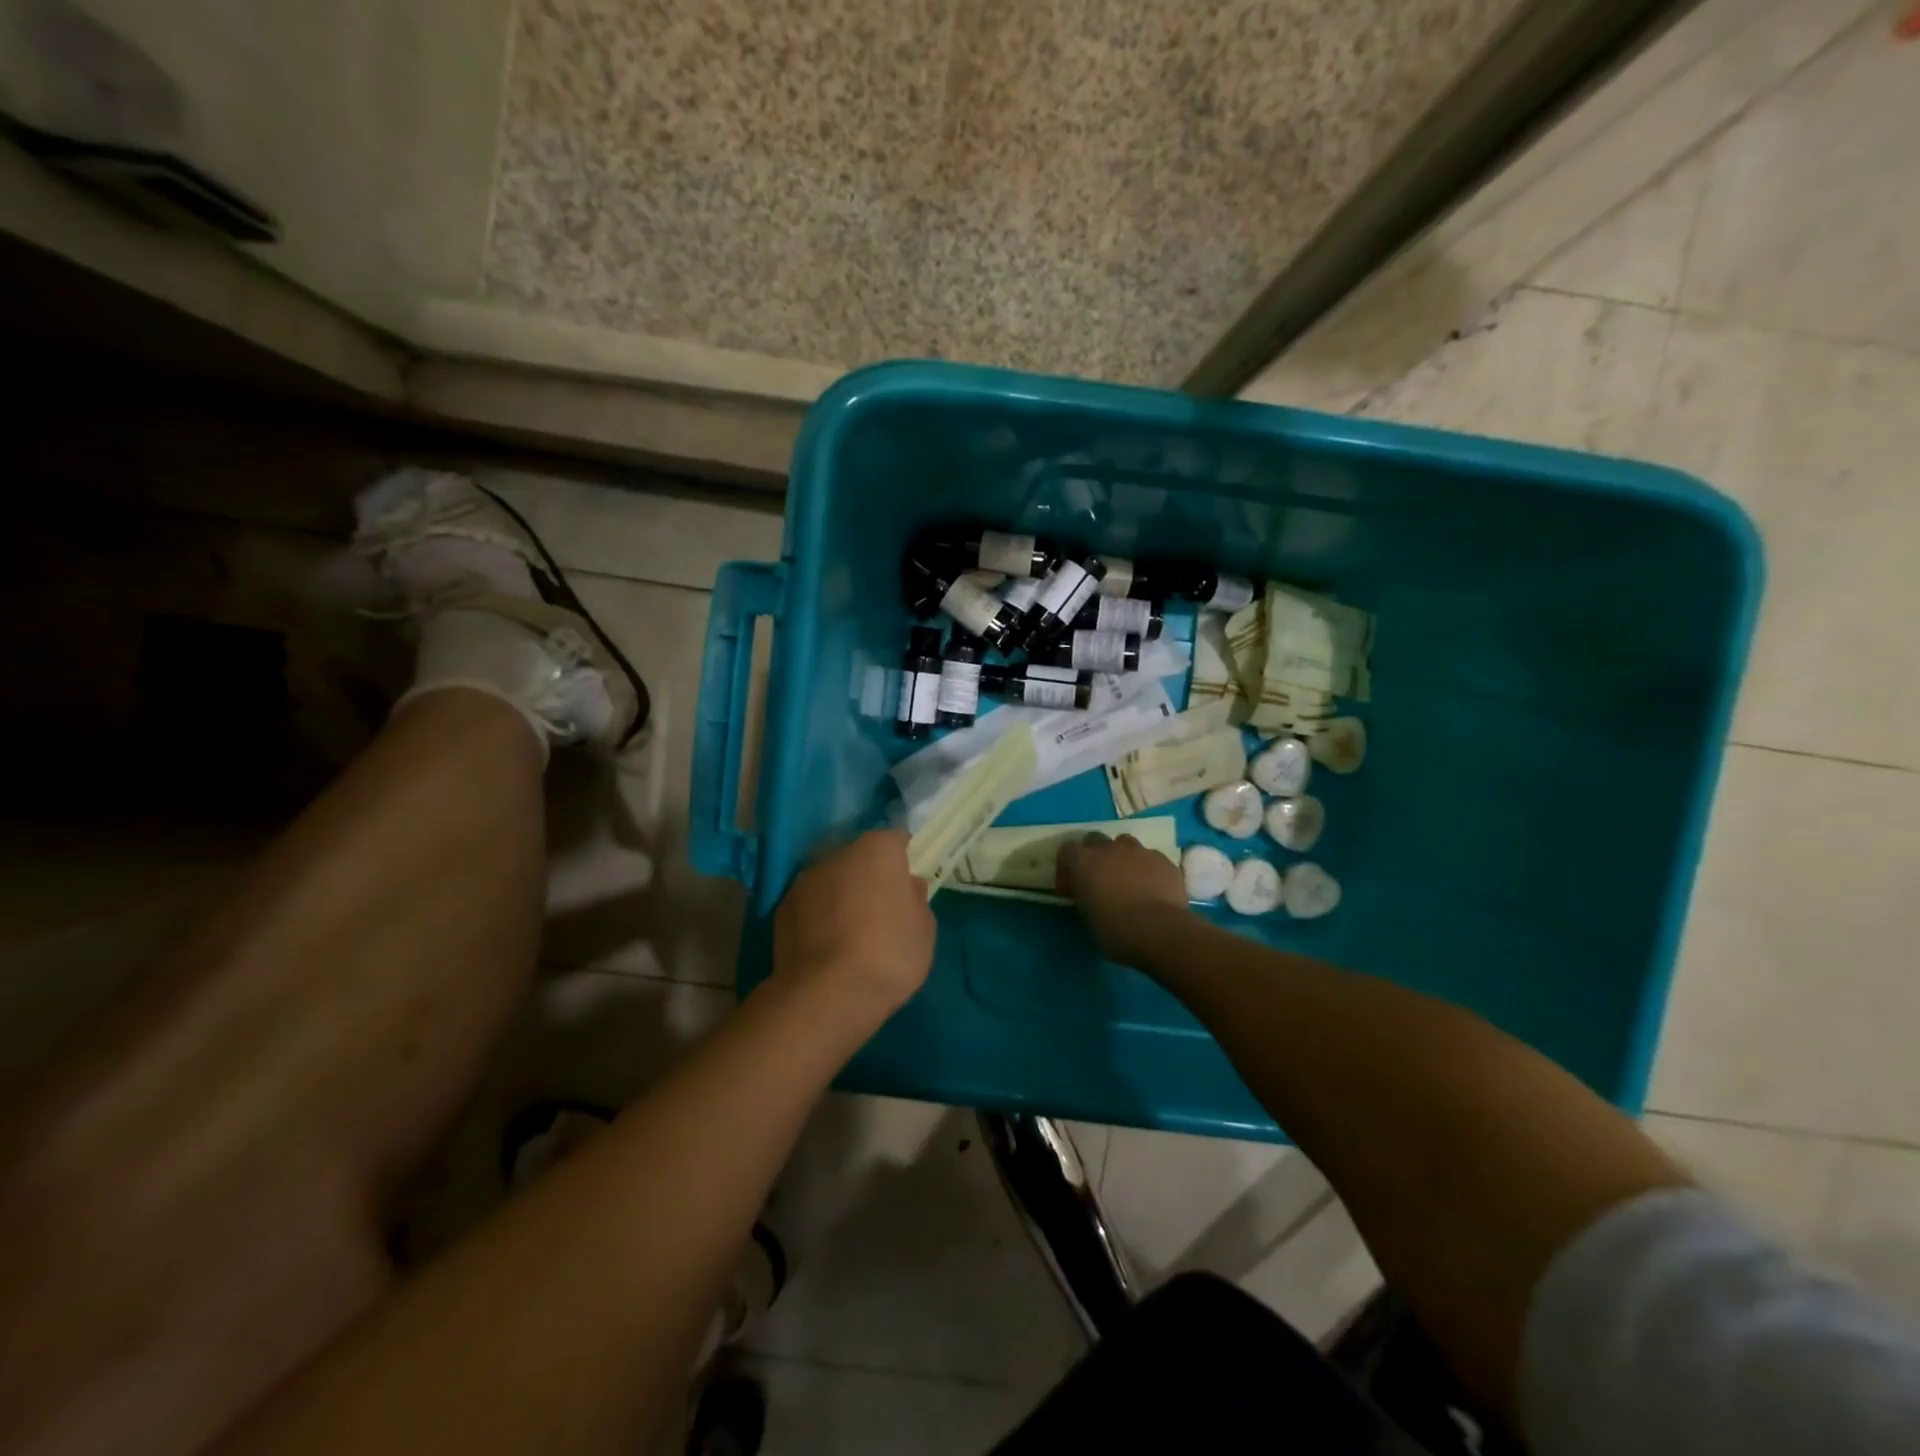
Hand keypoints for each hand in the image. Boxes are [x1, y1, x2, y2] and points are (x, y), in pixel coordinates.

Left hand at [774, 829, 934, 1017]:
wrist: (826, 994)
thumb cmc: (889, 954)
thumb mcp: (924, 929)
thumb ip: (916, 899)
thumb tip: (907, 886)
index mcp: (876, 850)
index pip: (896, 840)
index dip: (904, 861)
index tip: (909, 886)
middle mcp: (837, 855)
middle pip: (860, 859)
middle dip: (870, 878)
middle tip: (883, 912)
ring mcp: (804, 881)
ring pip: (832, 881)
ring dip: (842, 897)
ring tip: (852, 935)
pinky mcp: (781, 909)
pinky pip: (810, 906)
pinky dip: (819, 918)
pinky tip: (828, 948)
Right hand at [1056, 832, 1189, 964]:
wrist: (1159, 932)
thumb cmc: (1115, 930)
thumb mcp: (1087, 916)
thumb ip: (1085, 896)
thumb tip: (1089, 894)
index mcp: (1084, 861)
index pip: (1067, 850)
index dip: (1068, 867)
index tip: (1072, 886)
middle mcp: (1109, 848)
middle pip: (1095, 839)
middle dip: (1095, 855)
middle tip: (1099, 878)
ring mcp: (1139, 851)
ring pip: (1125, 844)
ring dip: (1122, 858)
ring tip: (1128, 880)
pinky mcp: (1164, 860)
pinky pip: (1151, 858)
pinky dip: (1147, 869)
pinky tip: (1153, 888)